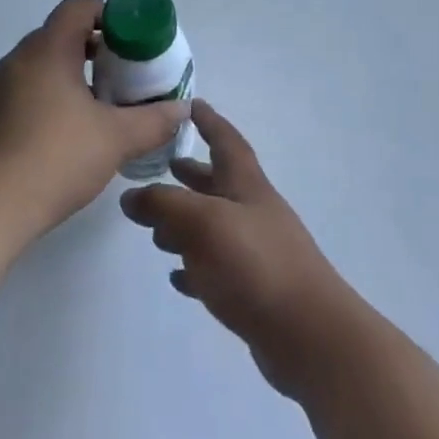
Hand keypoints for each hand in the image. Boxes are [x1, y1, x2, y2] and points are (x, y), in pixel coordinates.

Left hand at [0, 0, 184, 244]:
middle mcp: (13, 62)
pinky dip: (37, 105)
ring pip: (33, 71)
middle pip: (56, 38)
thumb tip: (182, 108)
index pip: (77, 9)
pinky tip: (52, 143)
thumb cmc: (53, 160)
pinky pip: (12, 98)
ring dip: (62, 80)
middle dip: (89, 52)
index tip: (129, 41)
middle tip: (117, 79)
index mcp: (46, 52)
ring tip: (89, 114)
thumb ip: (154, 121)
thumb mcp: (116, 140)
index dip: (106, 16)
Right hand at [121, 101, 356, 396]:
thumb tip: (130, 196)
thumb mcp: (203, 222)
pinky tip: (177, 276)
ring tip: (155, 229)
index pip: (226, 141)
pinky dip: (195, 266)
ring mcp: (255, 251)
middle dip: (191, 174)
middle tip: (160, 168)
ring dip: (186, 223)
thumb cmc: (256, 263)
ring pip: (214, 226)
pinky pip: (217, 269)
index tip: (190, 105)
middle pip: (218, 183)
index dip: (209, 121)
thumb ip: (163, 204)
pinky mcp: (253, 289)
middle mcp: (252, 211)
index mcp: (246, 185)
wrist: (309, 334)